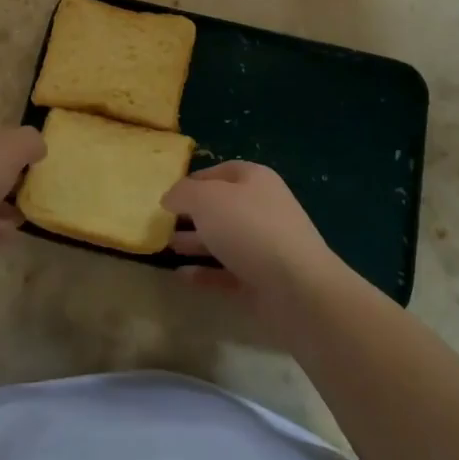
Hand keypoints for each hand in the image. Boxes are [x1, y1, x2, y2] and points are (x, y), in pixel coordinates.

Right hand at [162, 161, 341, 304]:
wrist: (297, 288)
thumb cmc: (249, 229)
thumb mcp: (206, 199)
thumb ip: (183, 193)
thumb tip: (170, 197)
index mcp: (255, 180)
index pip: (221, 171)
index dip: (193, 180)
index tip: (167, 195)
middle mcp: (262, 208)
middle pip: (221, 206)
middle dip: (191, 214)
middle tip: (161, 223)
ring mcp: (264, 246)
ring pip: (223, 239)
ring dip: (195, 242)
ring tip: (165, 246)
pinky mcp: (262, 280)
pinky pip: (227, 272)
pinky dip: (205, 272)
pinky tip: (181, 275)